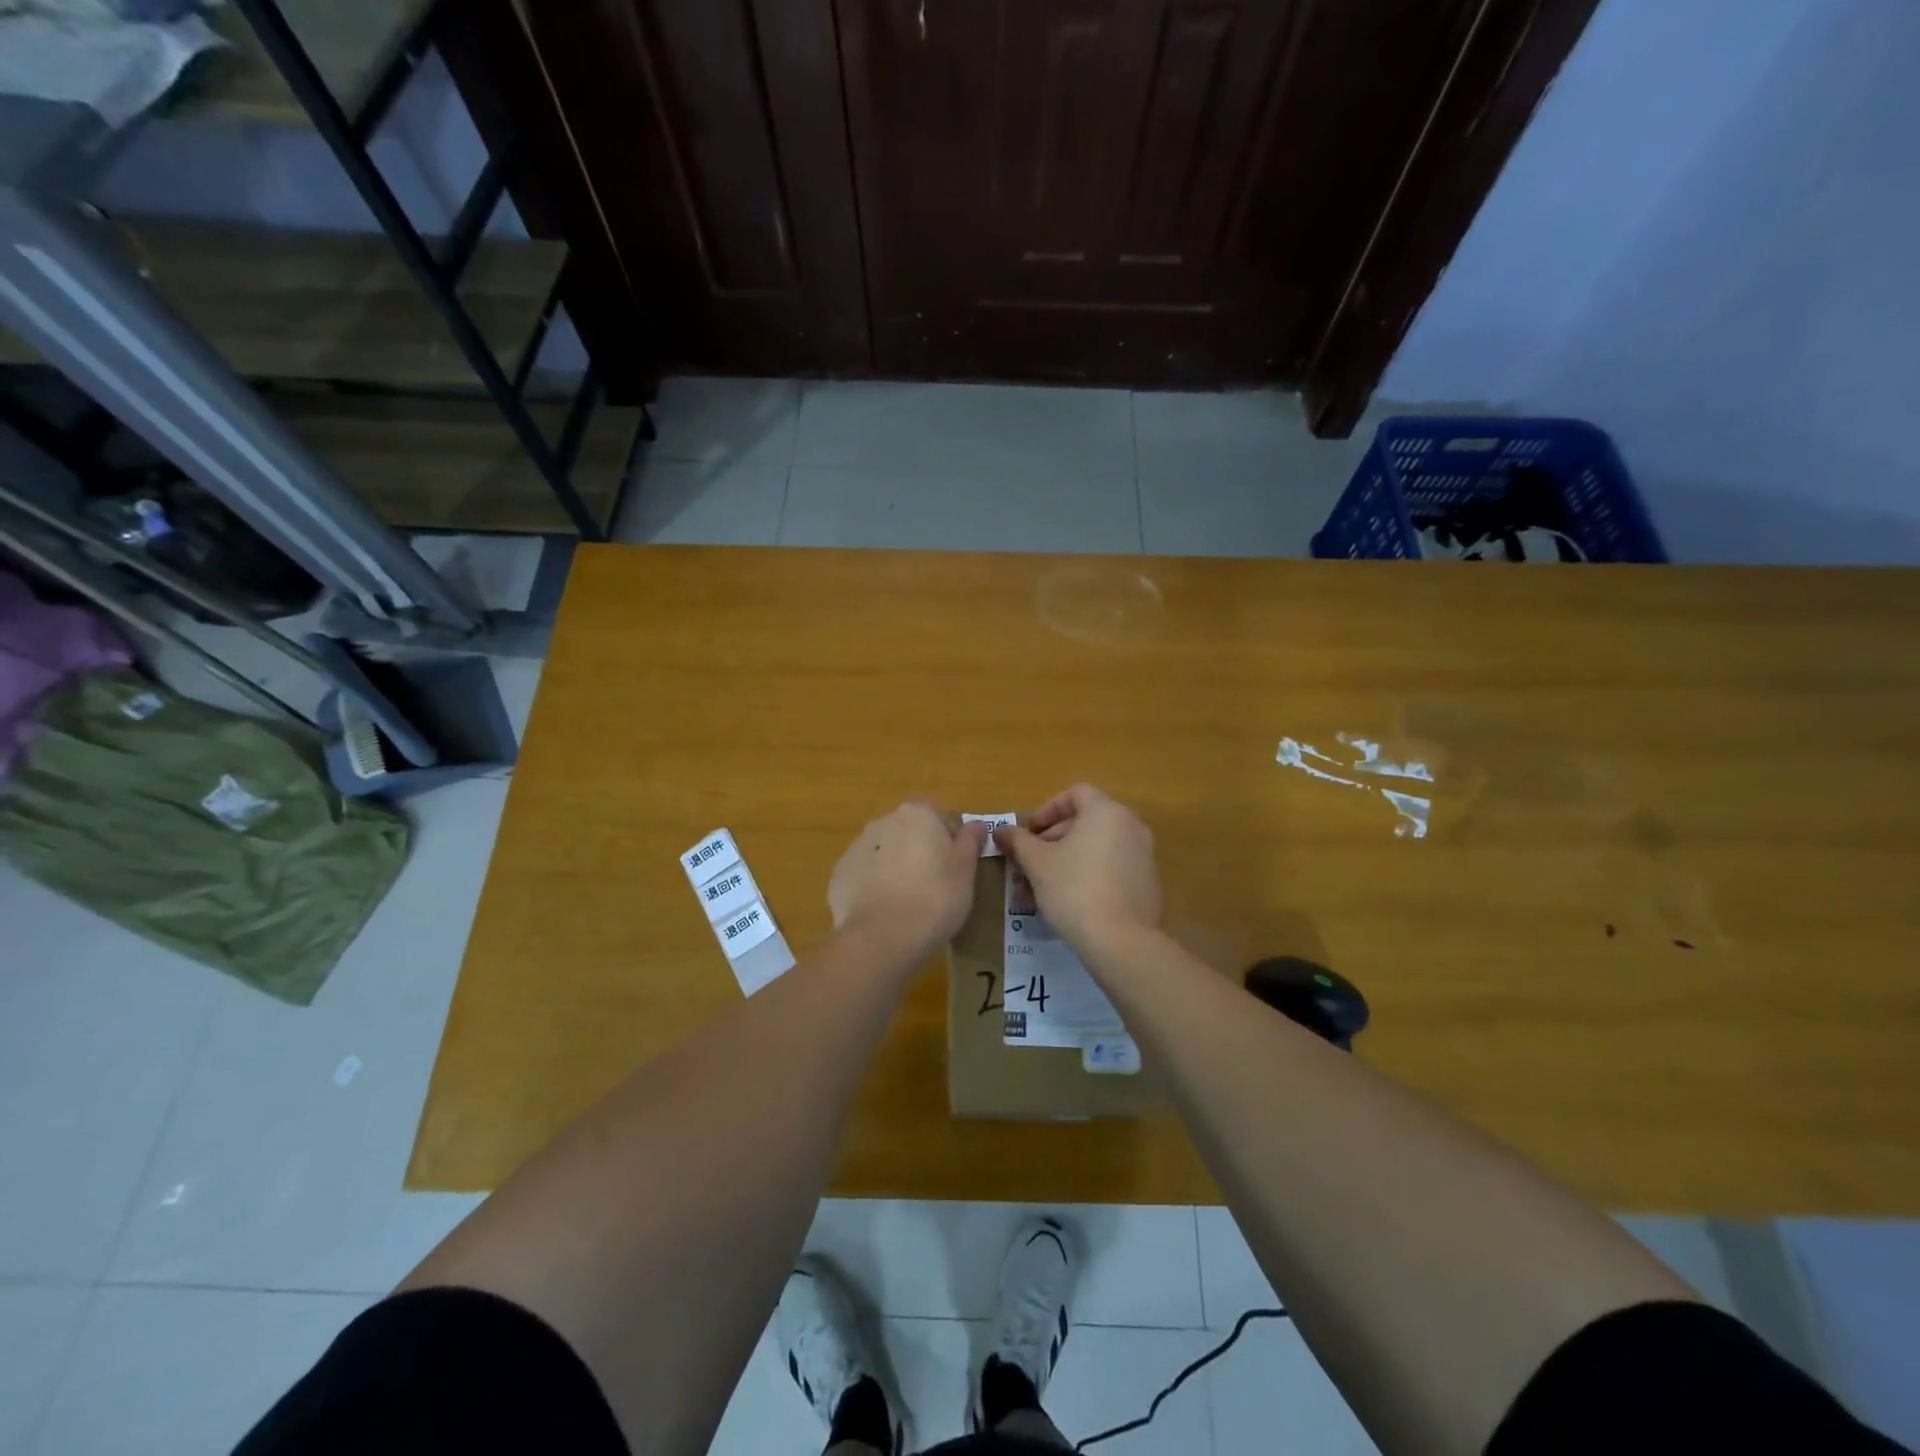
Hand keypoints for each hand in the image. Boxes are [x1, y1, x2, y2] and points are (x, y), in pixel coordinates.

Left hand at [828, 800, 989, 958]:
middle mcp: (883, 822)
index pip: (937, 814)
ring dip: (895, 867)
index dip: (949, 836)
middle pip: (908, 830)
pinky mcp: (839, 875)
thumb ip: (970, 842)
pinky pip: (863, 875)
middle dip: (920, 850)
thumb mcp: (965, 871)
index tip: (956, 863)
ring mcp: (856, 848)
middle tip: (935, 884)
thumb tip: (977, 825)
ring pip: (884, 852)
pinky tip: (885, 913)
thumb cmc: (935, 898)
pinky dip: (874, 886)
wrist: (881, 938)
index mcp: (917, 814)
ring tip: (908, 902)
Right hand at [994, 784, 1161, 951]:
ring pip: (1094, 850)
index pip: (1075, 794)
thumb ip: (1018, 841)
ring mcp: (1143, 856)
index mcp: (1107, 812)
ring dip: (1064, 864)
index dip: (1047, 809)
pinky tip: (1066, 903)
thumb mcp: (1037, 863)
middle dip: (1050, 843)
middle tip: (1028, 865)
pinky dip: (1087, 877)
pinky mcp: (1146, 884)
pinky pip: (1111, 869)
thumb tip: (1000, 830)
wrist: (1120, 941)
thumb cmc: (1073, 889)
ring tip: (1038, 891)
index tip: (1029, 833)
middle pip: (1084, 823)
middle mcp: (1131, 827)